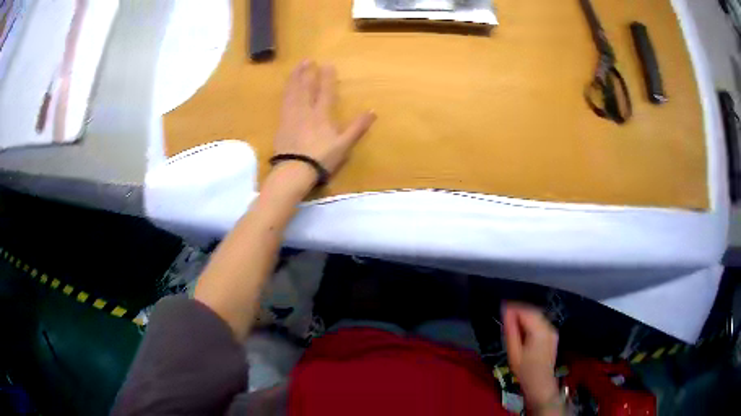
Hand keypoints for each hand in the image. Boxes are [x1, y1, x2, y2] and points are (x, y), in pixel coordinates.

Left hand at [274, 61, 375, 176]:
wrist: (294, 171)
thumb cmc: (321, 159)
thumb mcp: (344, 145)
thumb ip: (357, 127)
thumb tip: (373, 111)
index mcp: (321, 115)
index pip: (325, 91)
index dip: (327, 77)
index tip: (328, 64)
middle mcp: (305, 111)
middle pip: (305, 88)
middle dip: (308, 73)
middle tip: (308, 60)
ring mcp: (291, 116)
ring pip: (292, 92)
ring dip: (295, 78)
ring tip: (296, 68)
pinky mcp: (281, 124)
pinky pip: (284, 102)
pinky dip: (286, 92)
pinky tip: (286, 89)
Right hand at [503, 302, 559, 409]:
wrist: (541, 384)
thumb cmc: (525, 371)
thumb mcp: (514, 353)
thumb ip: (511, 331)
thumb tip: (506, 313)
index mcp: (540, 332)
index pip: (527, 312)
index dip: (514, 307)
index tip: (502, 306)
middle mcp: (549, 328)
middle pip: (534, 311)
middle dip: (519, 310)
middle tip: (505, 312)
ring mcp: (552, 331)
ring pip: (538, 316)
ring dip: (525, 315)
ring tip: (511, 320)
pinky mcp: (552, 335)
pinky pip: (541, 322)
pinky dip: (531, 321)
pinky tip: (522, 327)